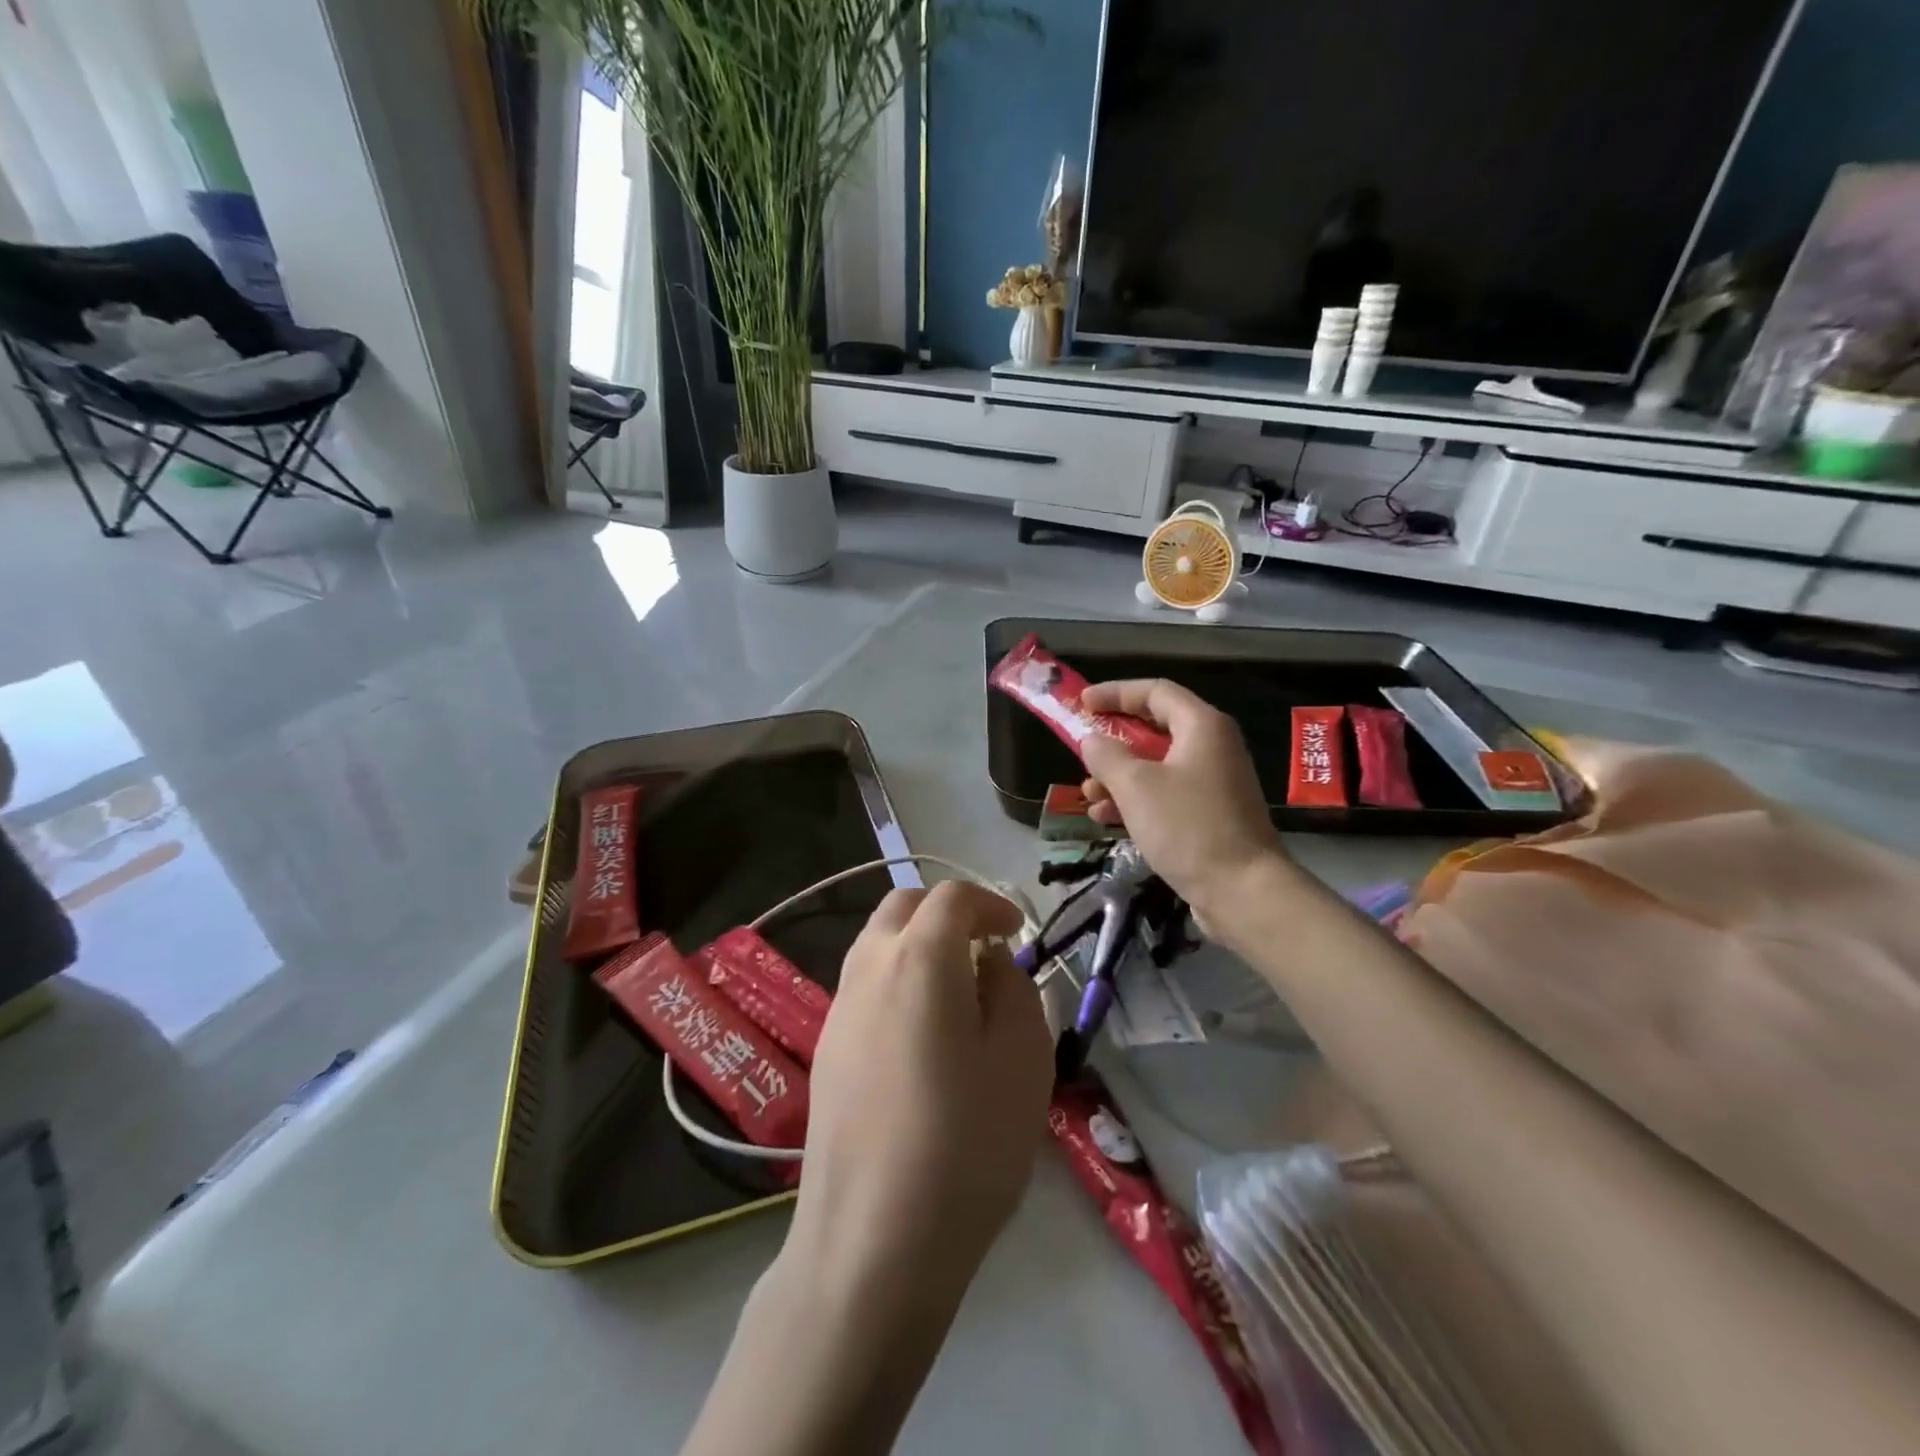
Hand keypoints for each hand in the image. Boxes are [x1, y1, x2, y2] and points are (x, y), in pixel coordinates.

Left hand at [789, 882, 1054, 1319]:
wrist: (872, 1240)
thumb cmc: (965, 1143)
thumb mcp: (1023, 1058)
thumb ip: (1013, 989)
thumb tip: (988, 964)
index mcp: (919, 958)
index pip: (952, 896)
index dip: (990, 903)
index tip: (1015, 933)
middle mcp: (869, 967)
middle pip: (903, 906)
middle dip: (947, 913)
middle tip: (983, 951)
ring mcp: (839, 1008)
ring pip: (878, 943)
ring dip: (918, 946)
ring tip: (956, 994)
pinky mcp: (826, 1048)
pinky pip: (865, 986)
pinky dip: (897, 981)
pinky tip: (920, 1038)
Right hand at [1079, 679, 1285, 920]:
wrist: (1243, 891)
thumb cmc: (1188, 827)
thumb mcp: (1135, 786)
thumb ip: (1107, 755)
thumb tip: (1092, 740)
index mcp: (1202, 726)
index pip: (1154, 691)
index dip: (1115, 692)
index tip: (1081, 703)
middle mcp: (1212, 747)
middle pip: (1154, 729)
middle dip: (1113, 742)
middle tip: (1081, 751)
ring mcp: (1213, 783)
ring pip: (1156, 766)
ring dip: (1118, 777)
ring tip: (1088, 795)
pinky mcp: (1209, 815)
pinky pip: (1165, 795)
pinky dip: (1135, 801)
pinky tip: (1106, 819)